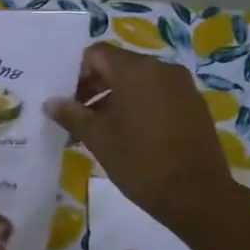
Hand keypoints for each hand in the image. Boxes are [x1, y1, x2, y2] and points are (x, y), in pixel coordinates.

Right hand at [45, 43, 242, 238]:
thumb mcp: (97, 138)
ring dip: (117, 97)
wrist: (197, 195)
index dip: (77, 73)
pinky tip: (133, 135)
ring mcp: (182, 86)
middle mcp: (161, 68)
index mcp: (135, 70)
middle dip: (95, 86)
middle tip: (80, 116)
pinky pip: (159, 94)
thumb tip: (52, 102)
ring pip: (139, 81)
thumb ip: (71, 114)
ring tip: (103, 129)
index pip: (96, 54)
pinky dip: (140, 105)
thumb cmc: (140, 162)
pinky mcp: (194, 105)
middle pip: (119, 65)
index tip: (69, 102)